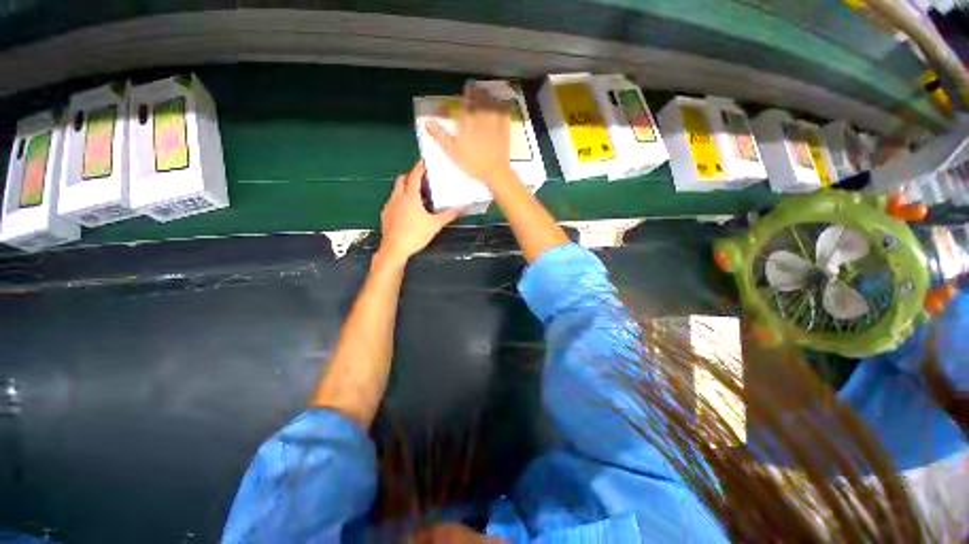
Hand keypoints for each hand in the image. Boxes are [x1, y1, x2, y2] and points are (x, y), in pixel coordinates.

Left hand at [378, 160, 460, 262]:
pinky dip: (400, 200)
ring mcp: (389, 205)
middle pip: (402, 179)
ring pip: (396, 190)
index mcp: (410, 196)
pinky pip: (393, 201)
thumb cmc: (415, 235)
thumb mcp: (435, 225)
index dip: (419, 167)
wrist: (394, 249)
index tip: (424, 161)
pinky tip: (406, 210)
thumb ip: (448, 215)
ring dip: (404, 188)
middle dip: (410, 175)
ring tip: (416, 195)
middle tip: (421, 179)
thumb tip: (461, 208)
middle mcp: (397, 197)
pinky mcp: (385, 215)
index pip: (414, 175)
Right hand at [426, 84, 513, 187]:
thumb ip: (440, 136)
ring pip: (490, 101)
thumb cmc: (472, 164)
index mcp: (467, 122)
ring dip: (486, 94)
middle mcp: (481, 117)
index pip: (462, 104)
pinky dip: (501, 104)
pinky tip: (500, 102)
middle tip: (471, 87)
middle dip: (473, 91)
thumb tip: (427, 123)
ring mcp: (494, 121)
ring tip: (482, 91)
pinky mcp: (505, 127)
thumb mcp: (453, 152)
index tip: (460, 92)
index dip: (461, 97)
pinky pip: (504, 111)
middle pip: (477, 98)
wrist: (495, 172)